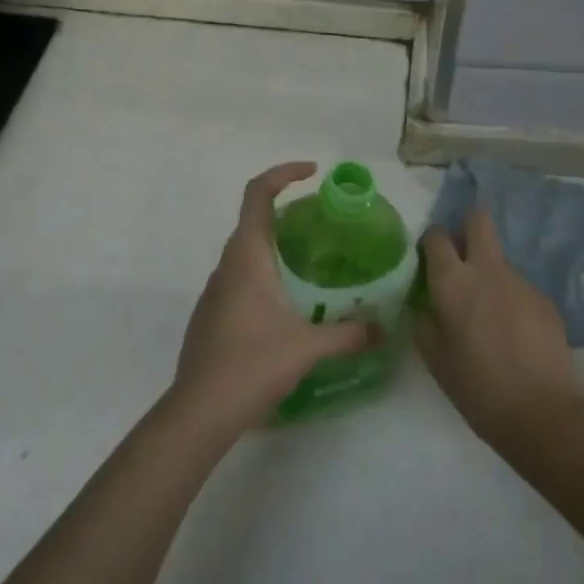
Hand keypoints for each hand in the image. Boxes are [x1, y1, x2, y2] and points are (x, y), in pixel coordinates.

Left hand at [170, 162, 373, 437]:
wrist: (200, 410)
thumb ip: (348, 334)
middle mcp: (227, 264)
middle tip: (324, 224)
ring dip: (275, 246)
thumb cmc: (252, 365)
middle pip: (253, 219)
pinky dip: (264, 273)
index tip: (313, 173)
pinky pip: (240, 276)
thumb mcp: (307, 347)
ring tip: (312, 265)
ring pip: (246, 251)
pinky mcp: (211, 313)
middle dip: (287, 212)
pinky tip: (286, 304)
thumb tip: (383, 329)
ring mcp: (215, 289)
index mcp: (247, 256)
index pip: (257, 193)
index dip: (284, 173)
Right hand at [415, 209, 583, 449]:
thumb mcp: (435, 359)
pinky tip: (513, 333)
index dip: (431, 241)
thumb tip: (424, 304)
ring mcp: (520, 281)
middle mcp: (487, 270)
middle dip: (467, 228)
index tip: (429, 259)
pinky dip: (510, 299)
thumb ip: (424, 322)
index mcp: (453, 281)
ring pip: (499, 259)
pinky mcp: (544, 299)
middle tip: (461, 257)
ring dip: (489, 273)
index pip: (437, 235)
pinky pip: (518, 287)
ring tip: (488, 315)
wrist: (543, 413)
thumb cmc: (478, 388)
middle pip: (479, 221)